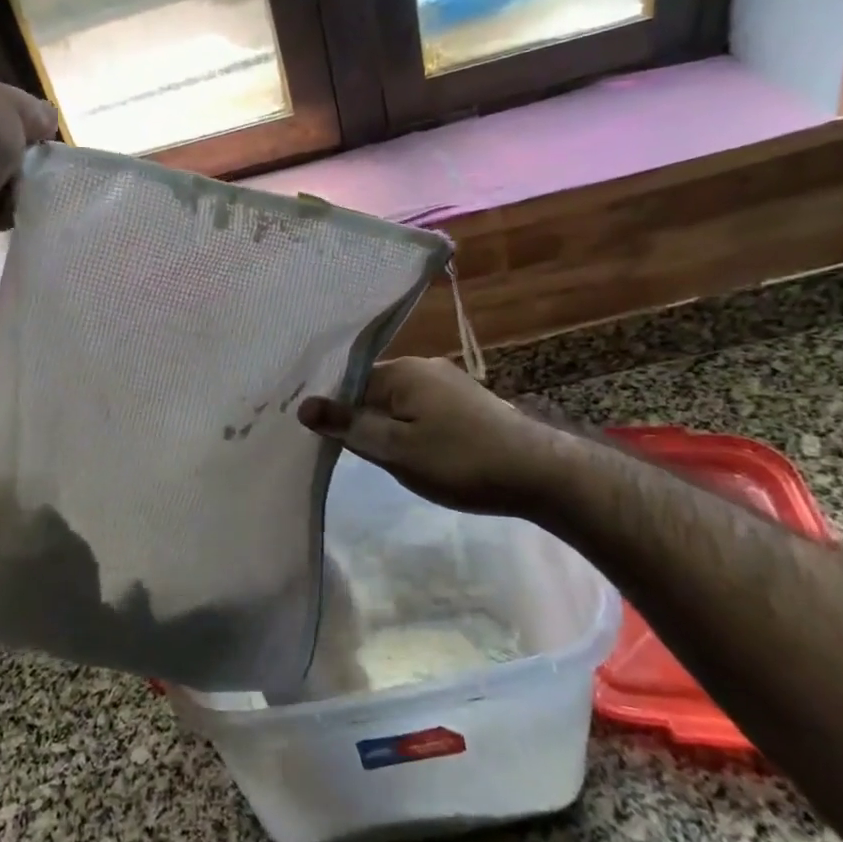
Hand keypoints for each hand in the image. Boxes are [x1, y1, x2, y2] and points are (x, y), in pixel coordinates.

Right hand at [298, 357, 556, 517]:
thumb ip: (349, 426)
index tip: (318, 437)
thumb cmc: (460, 461)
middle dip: (359, 418)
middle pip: (373, 390)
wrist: (539, 474)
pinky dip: (409, 428)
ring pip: (398, 402)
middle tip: (345, 453)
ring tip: (377, 457)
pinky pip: (421, 410)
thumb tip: (303, 406)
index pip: (349, 382)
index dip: (333, 410)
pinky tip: (412, 453)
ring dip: (385, 426)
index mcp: (404, 370)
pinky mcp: (465, 403)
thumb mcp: (396, 449)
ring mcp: (448, 383)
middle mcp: (425, 367)